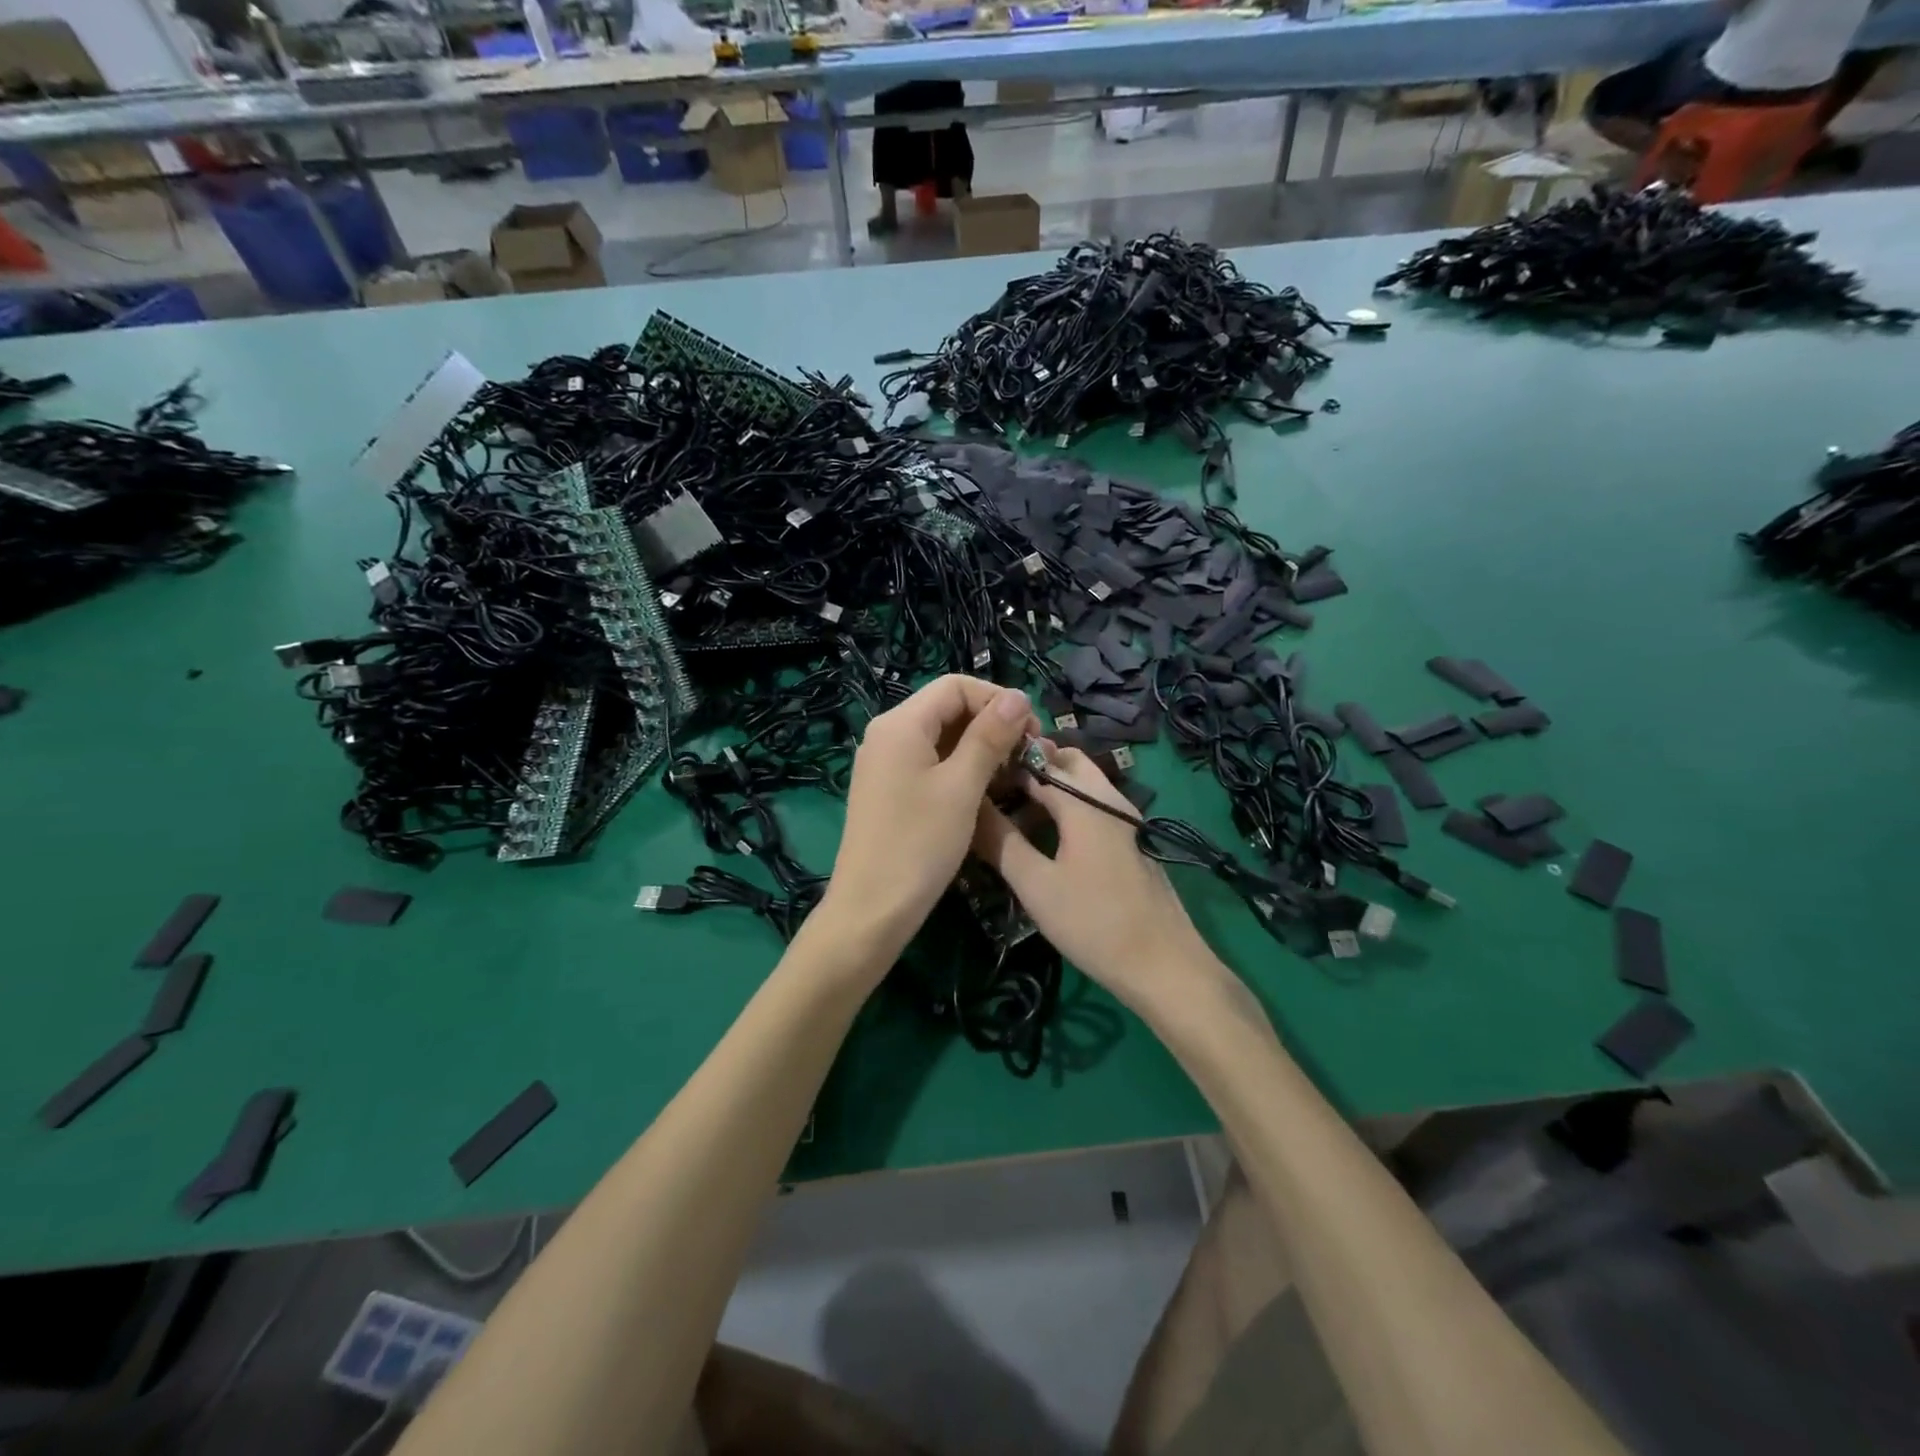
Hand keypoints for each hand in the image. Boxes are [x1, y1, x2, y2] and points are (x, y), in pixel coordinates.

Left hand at [821, 675, 1038, 965]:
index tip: (1032, 732)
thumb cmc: (919, 844)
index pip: (955, 686)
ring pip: (941, 737)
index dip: (998, 700)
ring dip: (979, 747)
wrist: (871, 910)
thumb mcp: (962, 786)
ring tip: (1011, 774)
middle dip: (991, 723)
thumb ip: (990, 737)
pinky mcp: (889, 789)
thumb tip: (1019, 697)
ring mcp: (885, 763)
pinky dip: (959, 767)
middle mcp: (887, 734)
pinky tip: (984, 790)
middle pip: (947, 708)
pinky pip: (929, 762)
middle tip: (1026, 755)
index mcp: (900, 724)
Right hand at [971, 744, 1226, 1016]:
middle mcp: (1110, 798)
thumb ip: (1001, 842)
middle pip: (1069, 762)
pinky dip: (1069, 806)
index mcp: (1085, 801)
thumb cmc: (1093, 922)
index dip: (1006, 765)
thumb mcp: (1036, 885)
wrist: (1164, 965)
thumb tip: (970, 808)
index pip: (1039, 763)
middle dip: (1033, 766)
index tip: (975, 778)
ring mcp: (1127, 819)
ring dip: (1051, 787)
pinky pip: (1095, 805)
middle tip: (996, 789)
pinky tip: (1047, 836)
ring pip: (1084, 784)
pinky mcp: (1134, 840)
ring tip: (1014, 812)